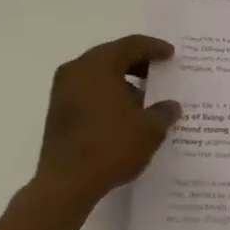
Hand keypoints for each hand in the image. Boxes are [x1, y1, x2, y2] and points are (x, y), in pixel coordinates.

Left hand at [32, 35, 180, 211]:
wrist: (66, 184)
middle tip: (158, 72)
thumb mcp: (149, 130)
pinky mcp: (57, 111)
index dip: (154, 47)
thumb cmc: (110, 147)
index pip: (131, 45)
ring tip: (144, 99)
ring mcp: (63, 90)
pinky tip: (123, 114)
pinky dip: (107, 94)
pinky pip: (88, 91)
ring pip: (98, 74)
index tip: (171, 54)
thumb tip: (171, 106)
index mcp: (98, 65)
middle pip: (112, 56)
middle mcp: (77, 70)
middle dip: (137, 63)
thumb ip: (164, 112)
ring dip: (122, 81)